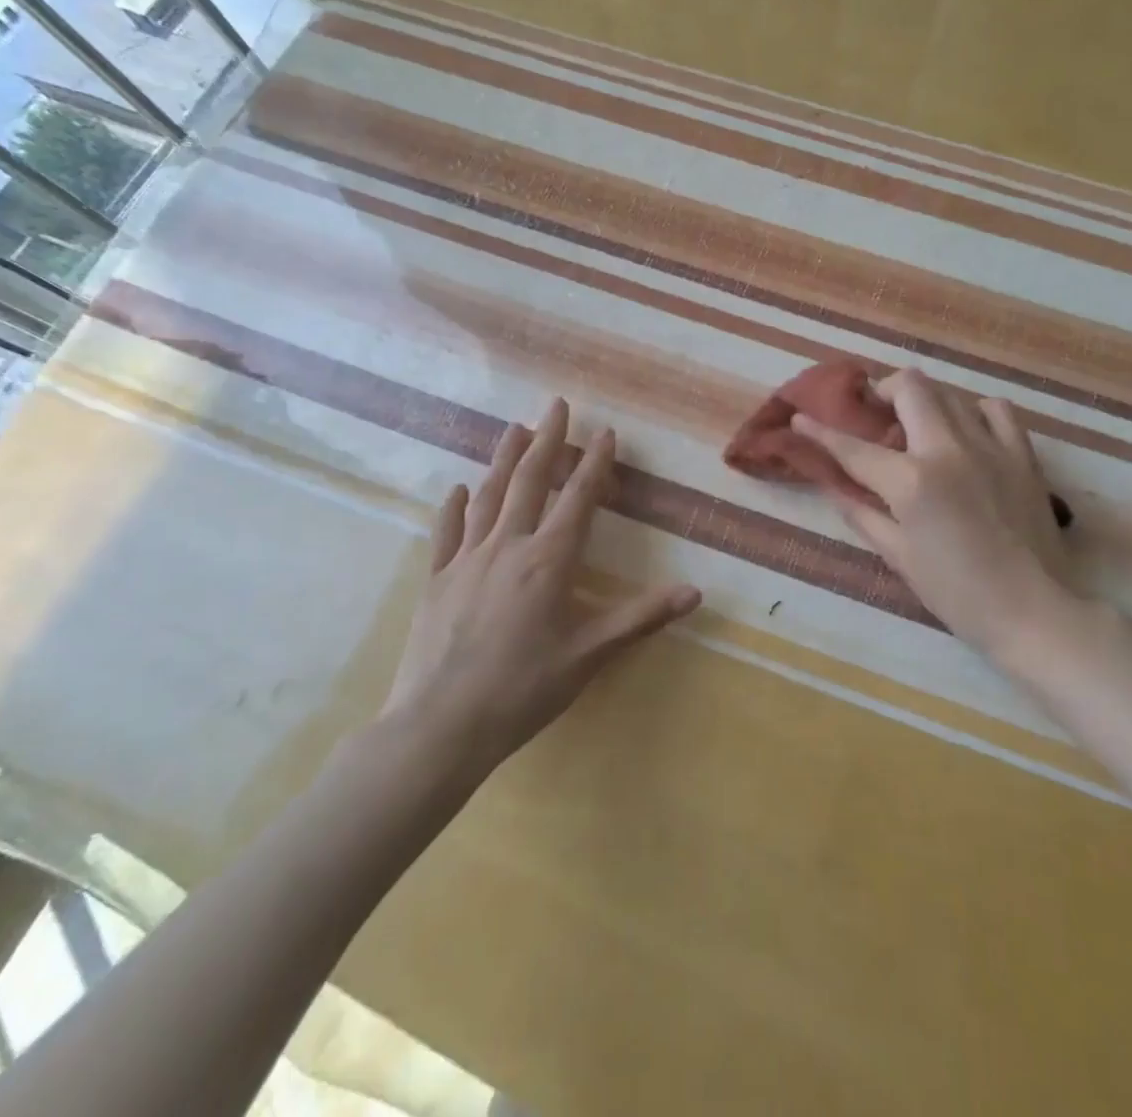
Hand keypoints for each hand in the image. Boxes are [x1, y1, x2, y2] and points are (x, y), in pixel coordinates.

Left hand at [381, 399, 700, 773]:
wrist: (439, 726)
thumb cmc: (522, 690)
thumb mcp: (589, 655)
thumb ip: (641, 618)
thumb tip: (695, 592)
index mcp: (548, 562)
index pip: (577, 499)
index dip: (594, 464)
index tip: (606, 433)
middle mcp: (507, 547)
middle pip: (528, 482)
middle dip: (548, 441)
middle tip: (557, 405)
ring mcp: (466, 560)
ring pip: (488, 497)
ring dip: (503, 459)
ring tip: (515, 428)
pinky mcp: (436, 580)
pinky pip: (446, 532)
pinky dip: (454, 506)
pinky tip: (457, 488)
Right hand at [794, 369, 1104, 671]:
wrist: (1031, 612)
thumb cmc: (956, 594)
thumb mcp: (897, 556)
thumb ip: (861, 513)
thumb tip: (833, 486)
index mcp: (911, 482)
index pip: (853, 447)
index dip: (820, 431)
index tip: (800, 417)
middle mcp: (948, 450)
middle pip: (909, 387)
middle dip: (882, 392)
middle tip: (874, 416)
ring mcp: (990, 447)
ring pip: (950, 394)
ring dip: (924, 404)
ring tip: (918, 429)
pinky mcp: (1022, 455)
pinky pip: (996, 410)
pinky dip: (974, 413)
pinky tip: (967, 434)